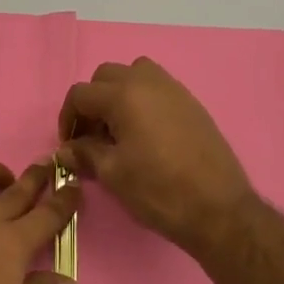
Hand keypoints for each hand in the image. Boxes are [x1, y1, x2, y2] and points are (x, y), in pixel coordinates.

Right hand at [57, 58, 256, 257]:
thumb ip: (84, 154)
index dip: (68, 118)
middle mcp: (148, 81)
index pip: (80, 94)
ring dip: (118, 95)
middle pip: (105, 76)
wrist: (218, 208)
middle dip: (92, 102)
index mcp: (124, 95)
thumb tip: (64, 150)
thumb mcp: (113, 174)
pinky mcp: (191, 102)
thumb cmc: (159, 190)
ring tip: (118, 130)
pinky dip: (142, 100)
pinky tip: (145, 134)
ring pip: (134, 74)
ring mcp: (173, 89)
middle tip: (91, 136)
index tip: (70, 146)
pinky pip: (156, 87)